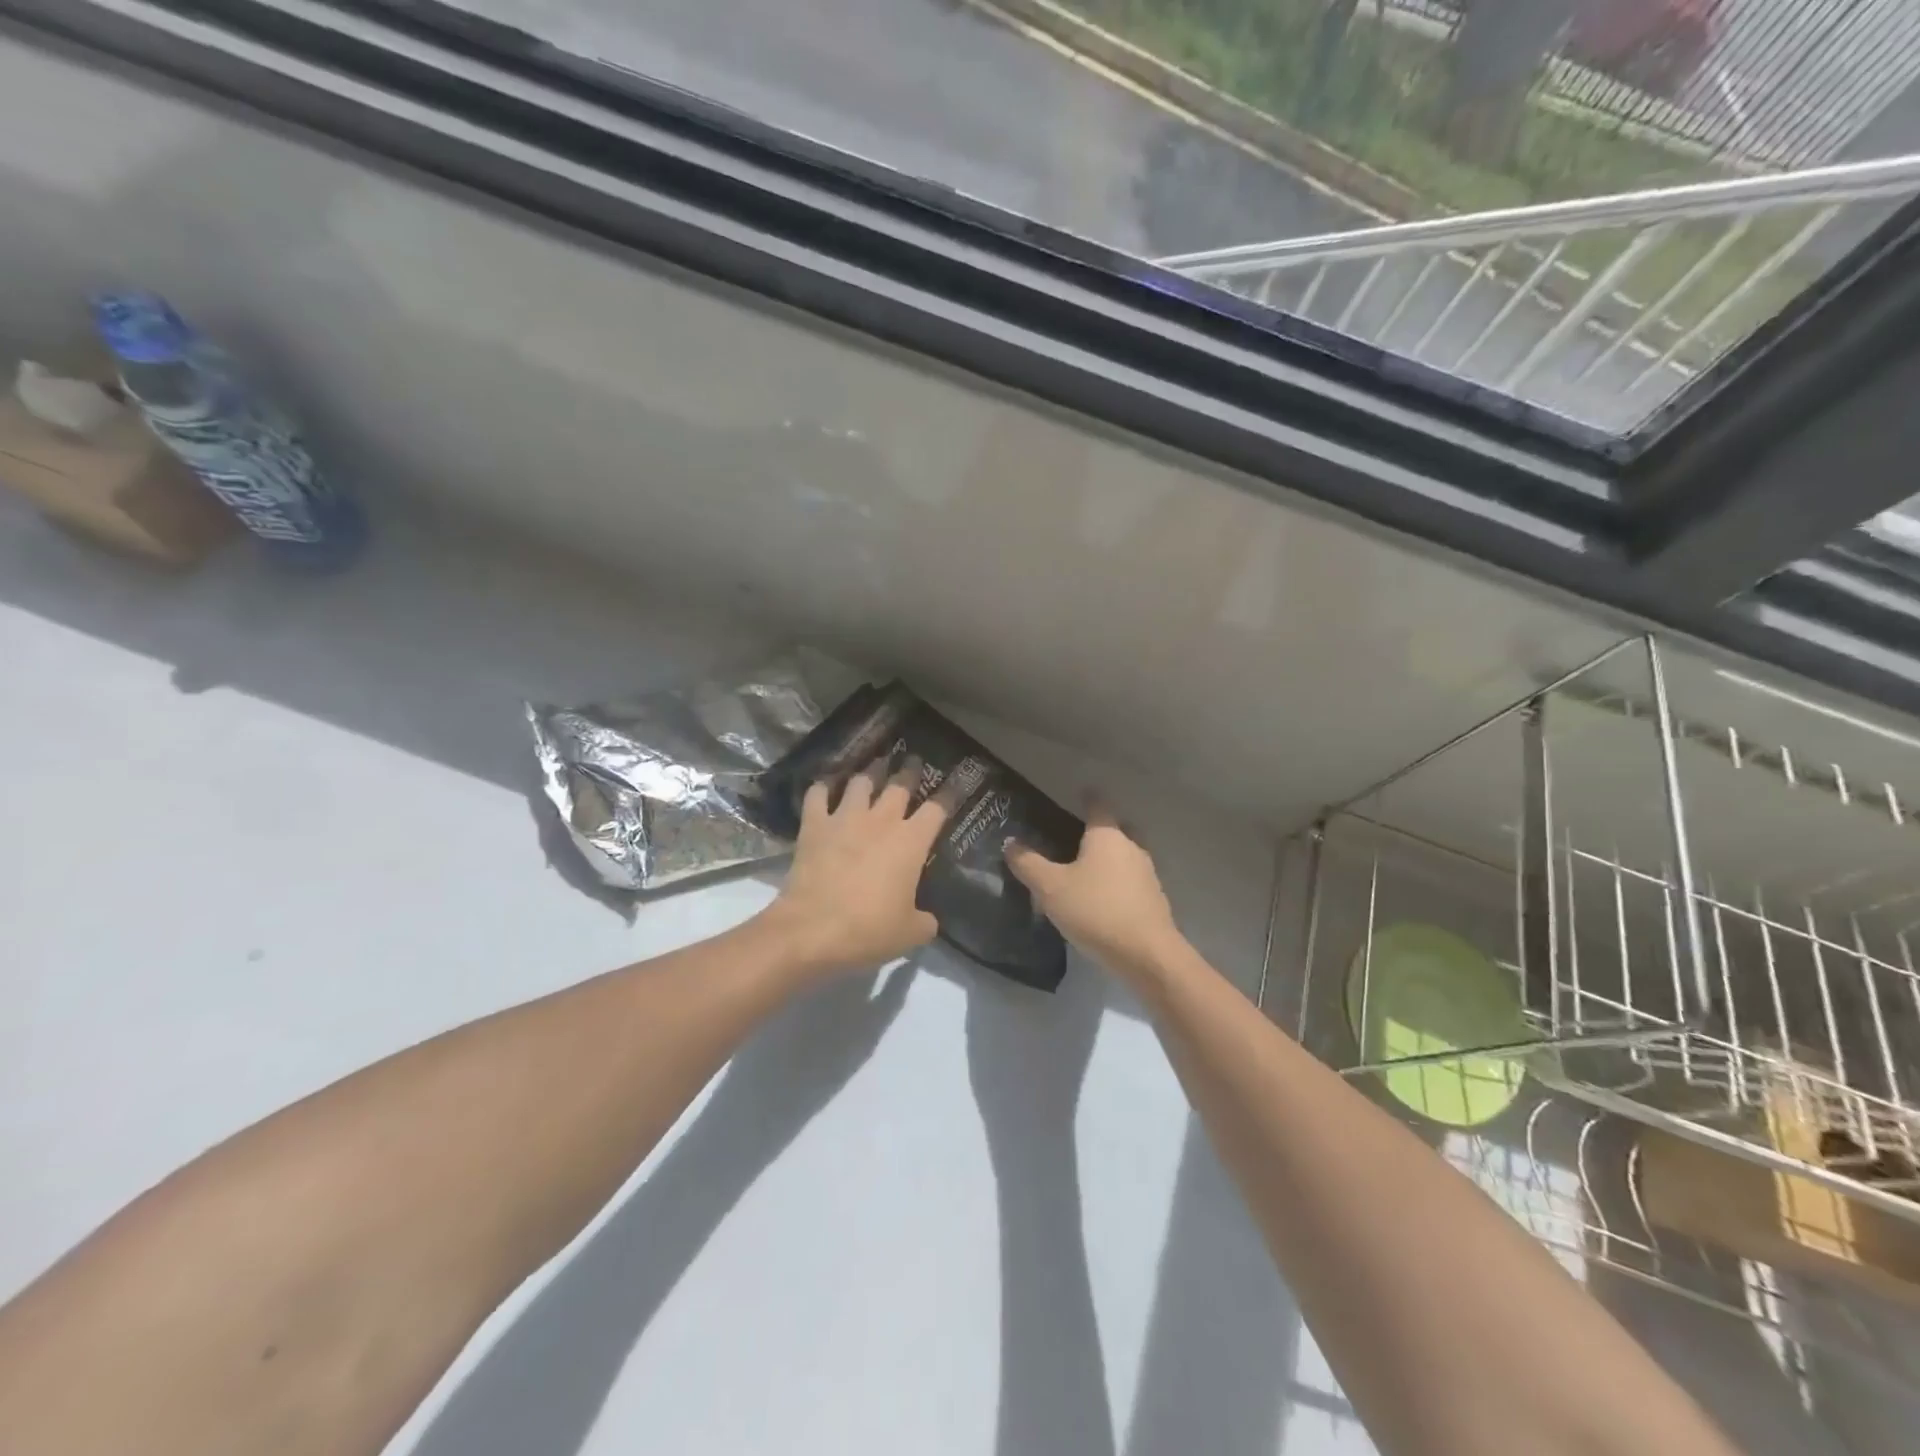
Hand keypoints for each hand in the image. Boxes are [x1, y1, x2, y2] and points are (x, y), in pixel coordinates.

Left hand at [762, 757, 952, 978]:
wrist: (812, 930)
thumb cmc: (868, 929)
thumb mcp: (910, 933)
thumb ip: (925, 920)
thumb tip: (928, 919)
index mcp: (911, 842)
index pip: (938, 808)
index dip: (949, 795)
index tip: (955, 784)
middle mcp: (881, 820)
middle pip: (900, 784)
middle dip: (910, 772)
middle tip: (914, 763)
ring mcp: (845, 818)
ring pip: (861, 781)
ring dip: (869, 774)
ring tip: (873, 771)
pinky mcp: (814, 825)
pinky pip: (818, 794)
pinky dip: (823, 788)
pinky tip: (825, 787)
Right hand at [1003, 804, 1184, 979]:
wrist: (1146, 954)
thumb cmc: (1095, 910)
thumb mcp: (1050, 888)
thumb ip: (1028, 864)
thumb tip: (1010, 842)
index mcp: (1107, 836)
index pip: (1097, 805)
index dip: (1087, 798)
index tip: (1078, 794)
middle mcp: (1131, 847)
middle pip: (1116, 829)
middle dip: (1099, 830)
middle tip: (1075, 837)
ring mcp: (1147, 874)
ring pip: (1125, 856)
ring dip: (1108, 860)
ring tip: (1084, 872)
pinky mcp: (1153, 900)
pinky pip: (1131, 881)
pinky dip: (1116, 883)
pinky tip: (1101, 899)